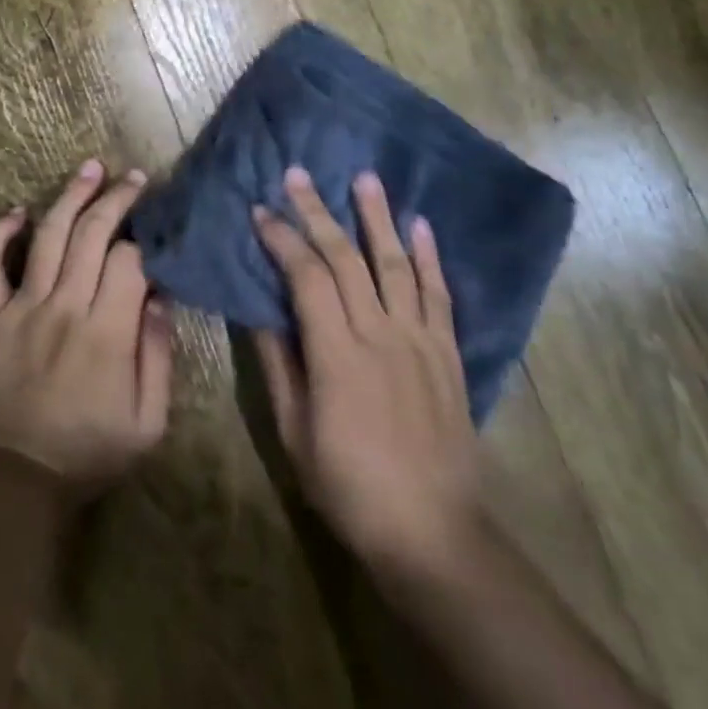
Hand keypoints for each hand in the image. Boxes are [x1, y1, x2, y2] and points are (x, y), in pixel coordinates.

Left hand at [0, 160, 173, 494]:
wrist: (16, 479)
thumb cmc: (88, 452)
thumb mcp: (148, 422)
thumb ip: (158, 356)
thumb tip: (160, 298)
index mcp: (106, 332)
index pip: (129, 262)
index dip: (146, 239)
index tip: (156, 227)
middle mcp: (64, 307)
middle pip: (92, 234)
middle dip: (116, 199)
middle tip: (133, 177)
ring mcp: (21, 306)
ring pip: (48, 235)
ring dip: (70, 196)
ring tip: (89, 168)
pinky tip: (16, 211)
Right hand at [251, 167, 479, 576]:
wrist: (433, 533)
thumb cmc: (349, 486)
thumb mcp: (295, 431)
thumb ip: (279, 365)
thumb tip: (259, 312)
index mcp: (336, 354)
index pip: (306, 277)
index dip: (282, 239)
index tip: (260, 211)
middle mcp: (380, 335)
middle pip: (346, 259)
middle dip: (318, 212)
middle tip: (299, 174)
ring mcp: (420, 341)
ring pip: (395, 265)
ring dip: (377, 218)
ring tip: (364, 177)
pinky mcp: (448, 355)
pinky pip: (439, 296)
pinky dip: (430, 258)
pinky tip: (420, 226)